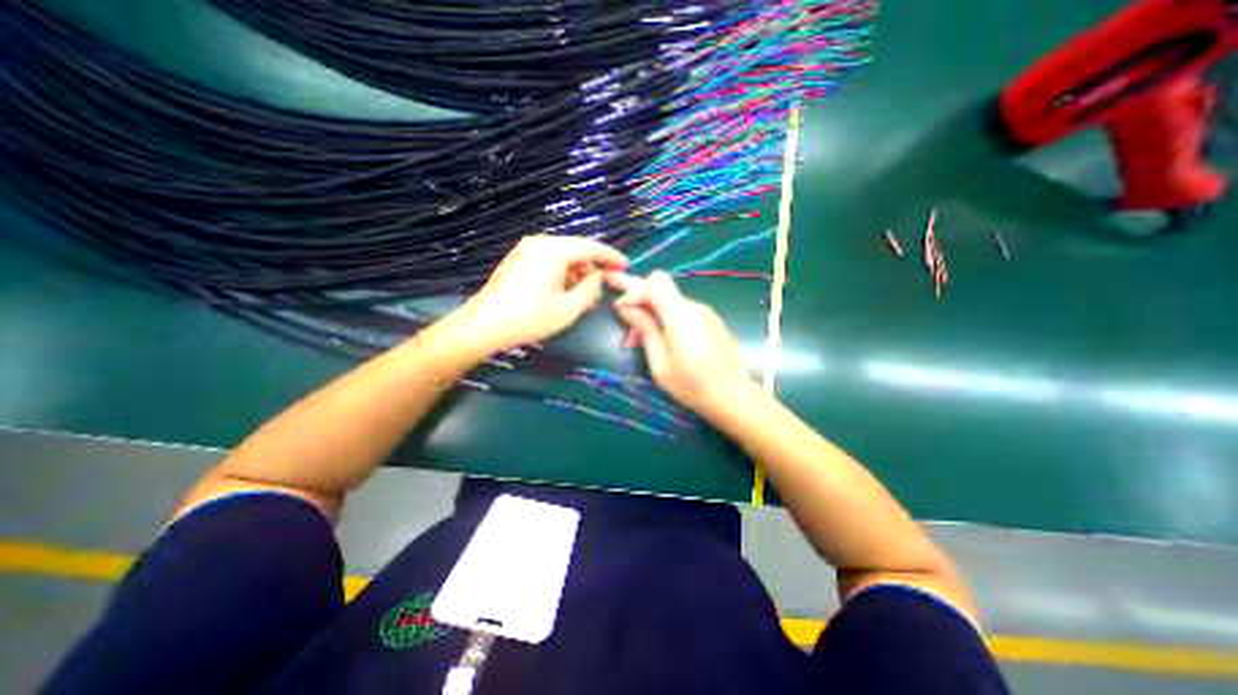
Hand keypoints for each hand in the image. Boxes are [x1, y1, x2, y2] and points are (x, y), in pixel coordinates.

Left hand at [452, 235, 628, 351]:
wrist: (484, 325)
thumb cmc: (529, 318)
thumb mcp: (568, 309)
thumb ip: (591, 289)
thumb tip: (601, 277)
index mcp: (553, 250)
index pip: (590, 247)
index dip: (610, 257)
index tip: (626, 266)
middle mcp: (539, 242)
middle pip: (576, 249)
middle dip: (592, 268)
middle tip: (603, 289)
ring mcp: (526, 249)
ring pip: (562, 255)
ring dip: (577, 273)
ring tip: (584, 297)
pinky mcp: (519, 259)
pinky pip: (549, 260)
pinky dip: (562, 273)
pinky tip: (565, 292)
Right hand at [608, 269, 754, 411]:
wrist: (733, 396)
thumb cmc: (692, 386)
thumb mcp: (660, 364)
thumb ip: (645, 331)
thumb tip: (627, 308)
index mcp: (680, 316)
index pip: (655, 282)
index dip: (634, 290)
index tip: (619, 309)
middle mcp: (694, 307)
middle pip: (661, 287)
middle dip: (636, 291)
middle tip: (612, 285)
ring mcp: (705, 313)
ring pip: (669, 300)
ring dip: (650, 312)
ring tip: (634, 338)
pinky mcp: (710, 321)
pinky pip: (681, 311)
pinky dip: (665, 318)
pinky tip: (657, 338)